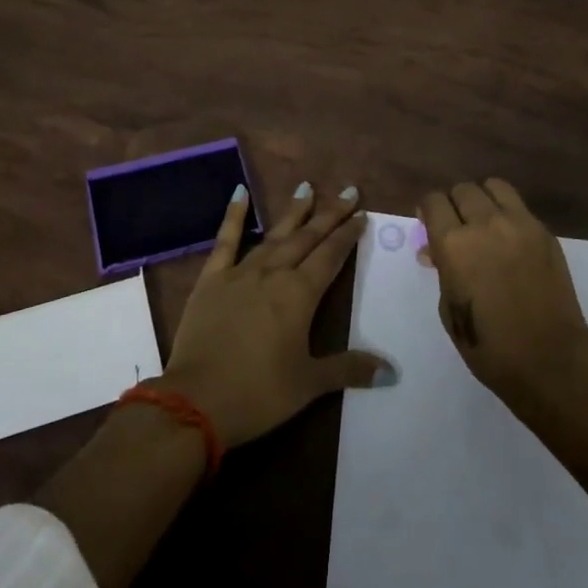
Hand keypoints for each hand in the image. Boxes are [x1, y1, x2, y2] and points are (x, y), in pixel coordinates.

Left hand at [160, 181, 391, 448]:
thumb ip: (349, 369)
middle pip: (307, 238)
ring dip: (293, 212)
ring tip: (307, 187)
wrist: (196, 400)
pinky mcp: (211, 279)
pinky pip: (225, 241)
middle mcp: (274, 274)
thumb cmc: (258, 393)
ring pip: (274, 235)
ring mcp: (240, 273)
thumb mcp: (309, 384)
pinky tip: (240, 192)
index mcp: (300, 295)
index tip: (361, 215)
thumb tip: (392, 370)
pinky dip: (234, 215)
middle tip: (348, 192)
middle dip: (329, 215)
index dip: (347, 235)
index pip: (331, 256)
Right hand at [417, 179, 587, 404]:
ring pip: (494, 186)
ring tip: (483, 222)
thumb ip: (442, 270)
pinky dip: (507, 213)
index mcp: (454, 244)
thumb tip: (435, 250)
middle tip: (456, 227)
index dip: (428, 210)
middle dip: (454, 204)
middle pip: (462, 189)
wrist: (550, 360)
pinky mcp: (545, 232)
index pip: (433, 201)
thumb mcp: (449, 309)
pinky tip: (508, 239)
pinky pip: (519, 207)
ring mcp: (520, 224)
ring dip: (482, 199)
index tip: (429, 224)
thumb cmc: (489, 346)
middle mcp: (485, 224)